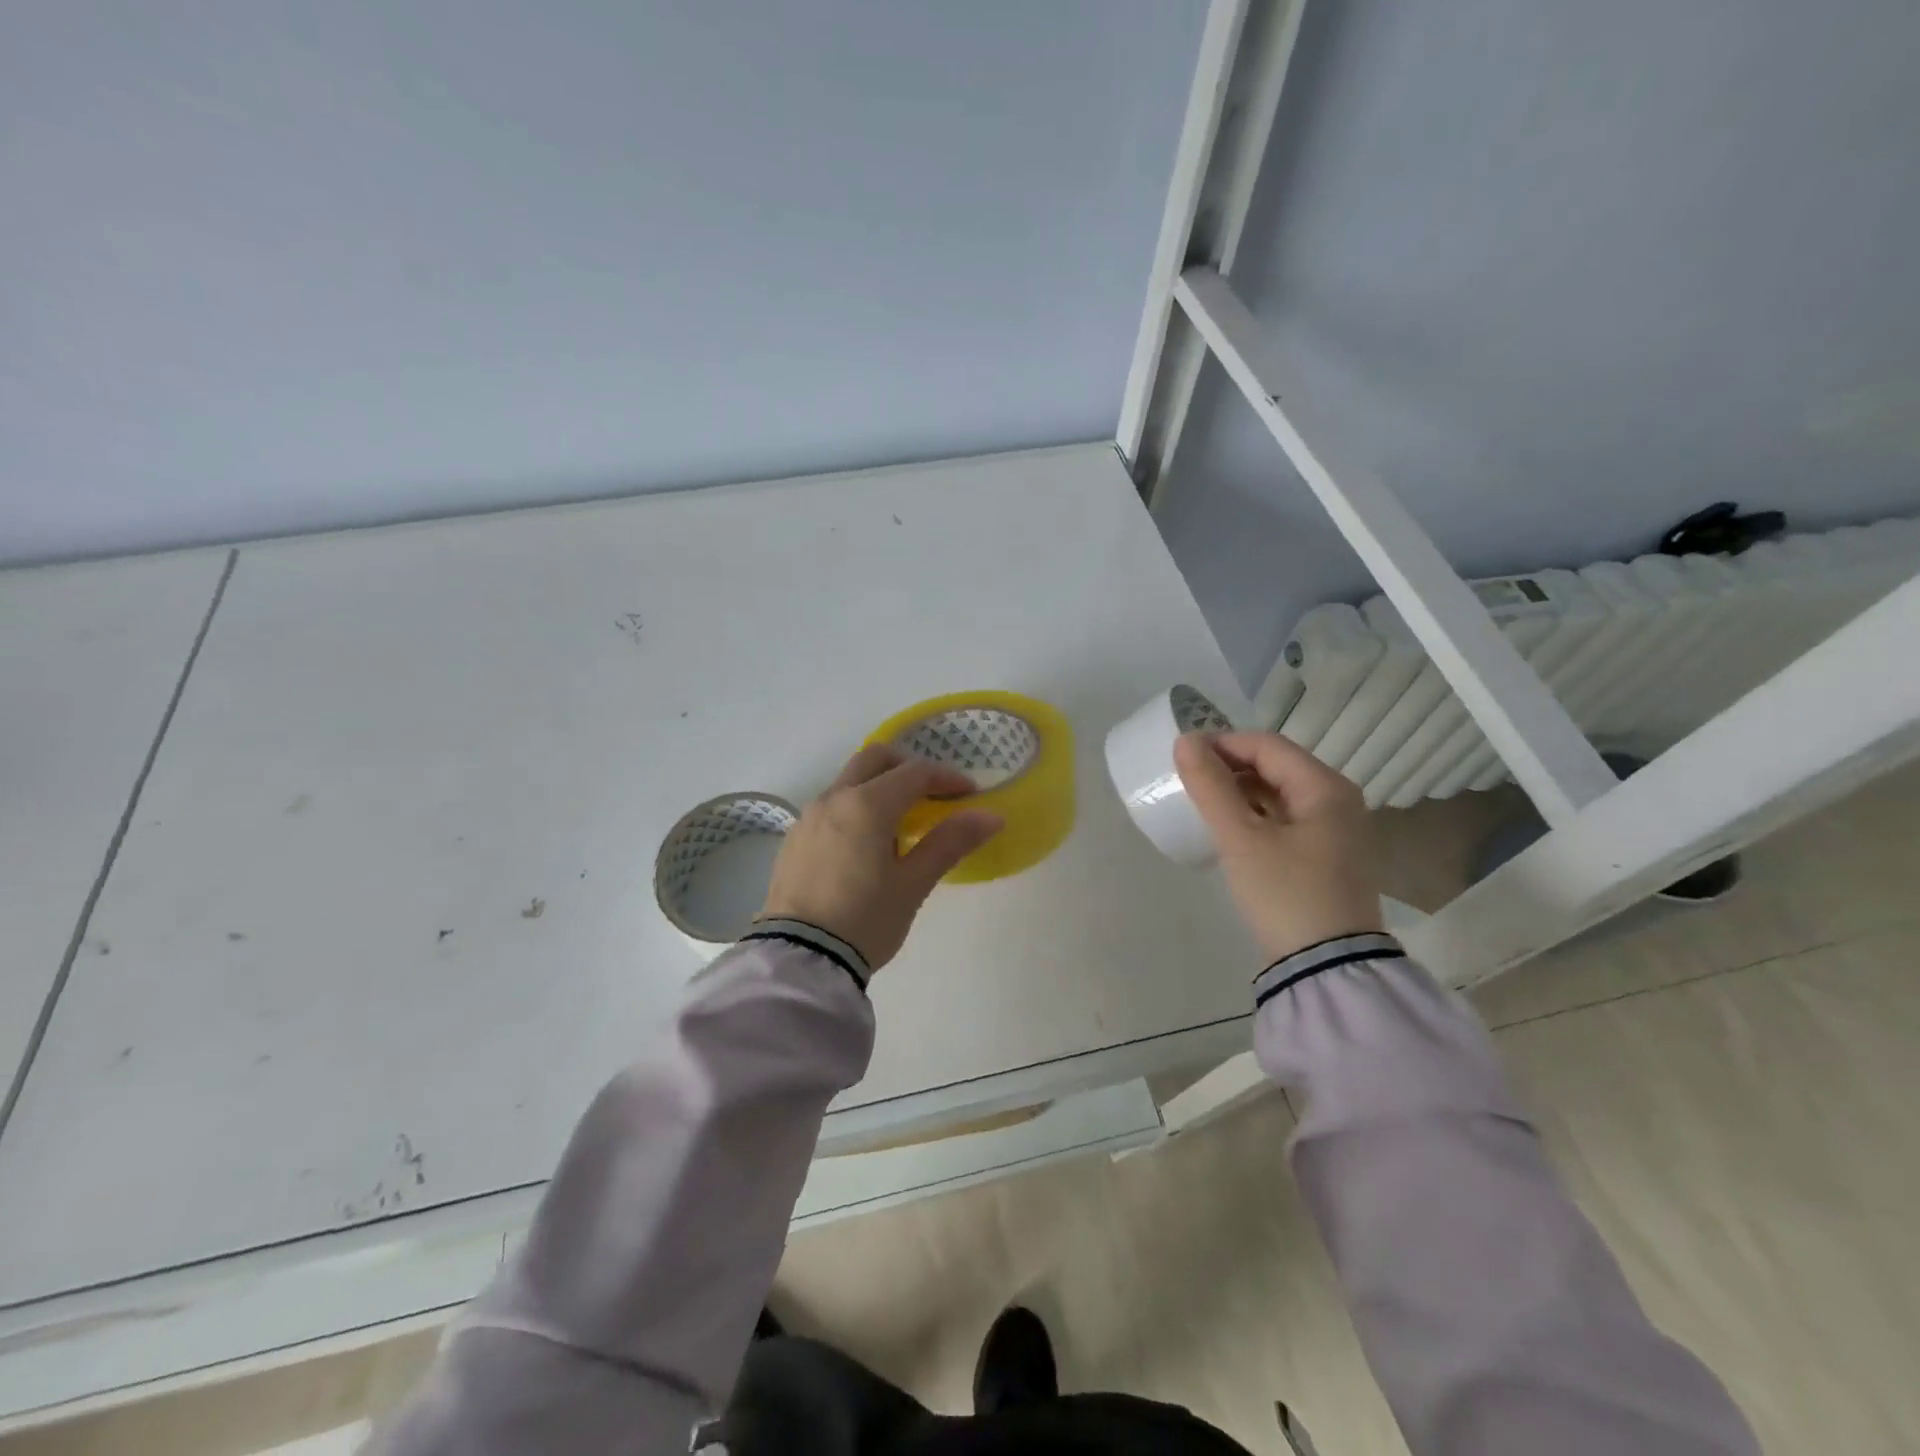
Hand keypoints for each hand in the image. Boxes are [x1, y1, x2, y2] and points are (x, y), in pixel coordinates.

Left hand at [758, 744, 1003, 972]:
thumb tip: (991, 816)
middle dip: (908, 768)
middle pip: (875, 759)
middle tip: (932, 795)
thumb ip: (950, 842)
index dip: (946, 778)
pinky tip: (866, 846)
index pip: (914, 773)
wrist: (800, 960)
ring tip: (901, 826)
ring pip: (849, 781)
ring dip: (879, 787)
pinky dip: (855, 808)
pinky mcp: (794, 839)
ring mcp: (808, 817)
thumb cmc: (865, 920)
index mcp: (866, 804)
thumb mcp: (913, 884)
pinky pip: (831, 806)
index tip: (969, 795)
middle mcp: (833, 798)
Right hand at [1173, 731, 1382, 961]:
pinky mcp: (1327, 855)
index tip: (1182, 757)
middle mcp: (1338, 800)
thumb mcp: (1241, 838)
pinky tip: (1230, 829)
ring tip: (1203, 803)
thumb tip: (1185, 741)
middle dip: (1230, 767)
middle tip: (1189, 781)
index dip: (1222, 743)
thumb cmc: (1285, 893)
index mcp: (1325, 787)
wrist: (1327, 967)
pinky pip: (1286, 818)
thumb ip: (1211, 786)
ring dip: (1241, 791)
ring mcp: (1336, 830)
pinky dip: (1256, 814)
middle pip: (1276, 765)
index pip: (1267, 745)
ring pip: (1280, 792)